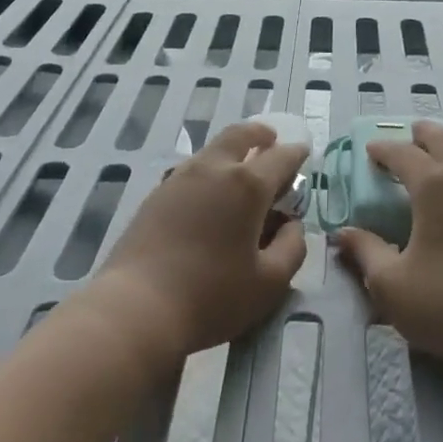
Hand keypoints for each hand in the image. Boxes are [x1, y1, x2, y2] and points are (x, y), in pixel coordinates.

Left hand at [87, 121, 307, 371]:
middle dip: (260, 134)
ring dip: (233, 149)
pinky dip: (210, 168)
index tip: (304, 153)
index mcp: (247, 185)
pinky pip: (192, 168)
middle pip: (240, 135)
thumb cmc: (212, 296)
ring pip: (212, 149)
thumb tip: (292, 224)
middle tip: (271, 140)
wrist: (137, 307)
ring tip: (242, 168)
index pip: (281, 157)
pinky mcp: (156, 194)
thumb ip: (292, 247)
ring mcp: (180, 178)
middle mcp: (214, 169)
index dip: (297, 153)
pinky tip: (210, 193)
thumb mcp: (269, 282)